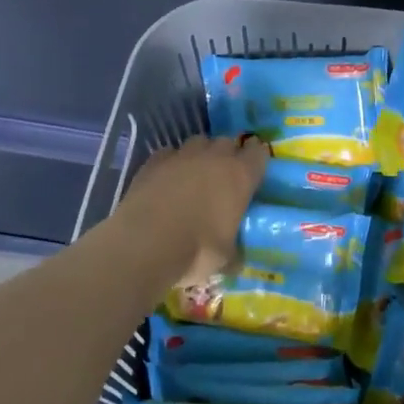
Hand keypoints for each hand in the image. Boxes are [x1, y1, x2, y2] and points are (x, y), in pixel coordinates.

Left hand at [118, 135, 268, 292]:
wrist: (144, 244)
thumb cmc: (196, 250)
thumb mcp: (225, 258)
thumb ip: (234, 252)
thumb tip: (236, 262)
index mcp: (240, 176)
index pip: (258, 152)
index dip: (257, 160)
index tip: (254, 172)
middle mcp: (215, 157)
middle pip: (228, 142)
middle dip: (228, 154)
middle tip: (224, 177)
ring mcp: (182, 156)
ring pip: (199, 142)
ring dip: (201, 154)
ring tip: (195, 175)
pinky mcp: (154, 162)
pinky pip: (169, 154)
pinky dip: (172, 163)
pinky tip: (167, 180)